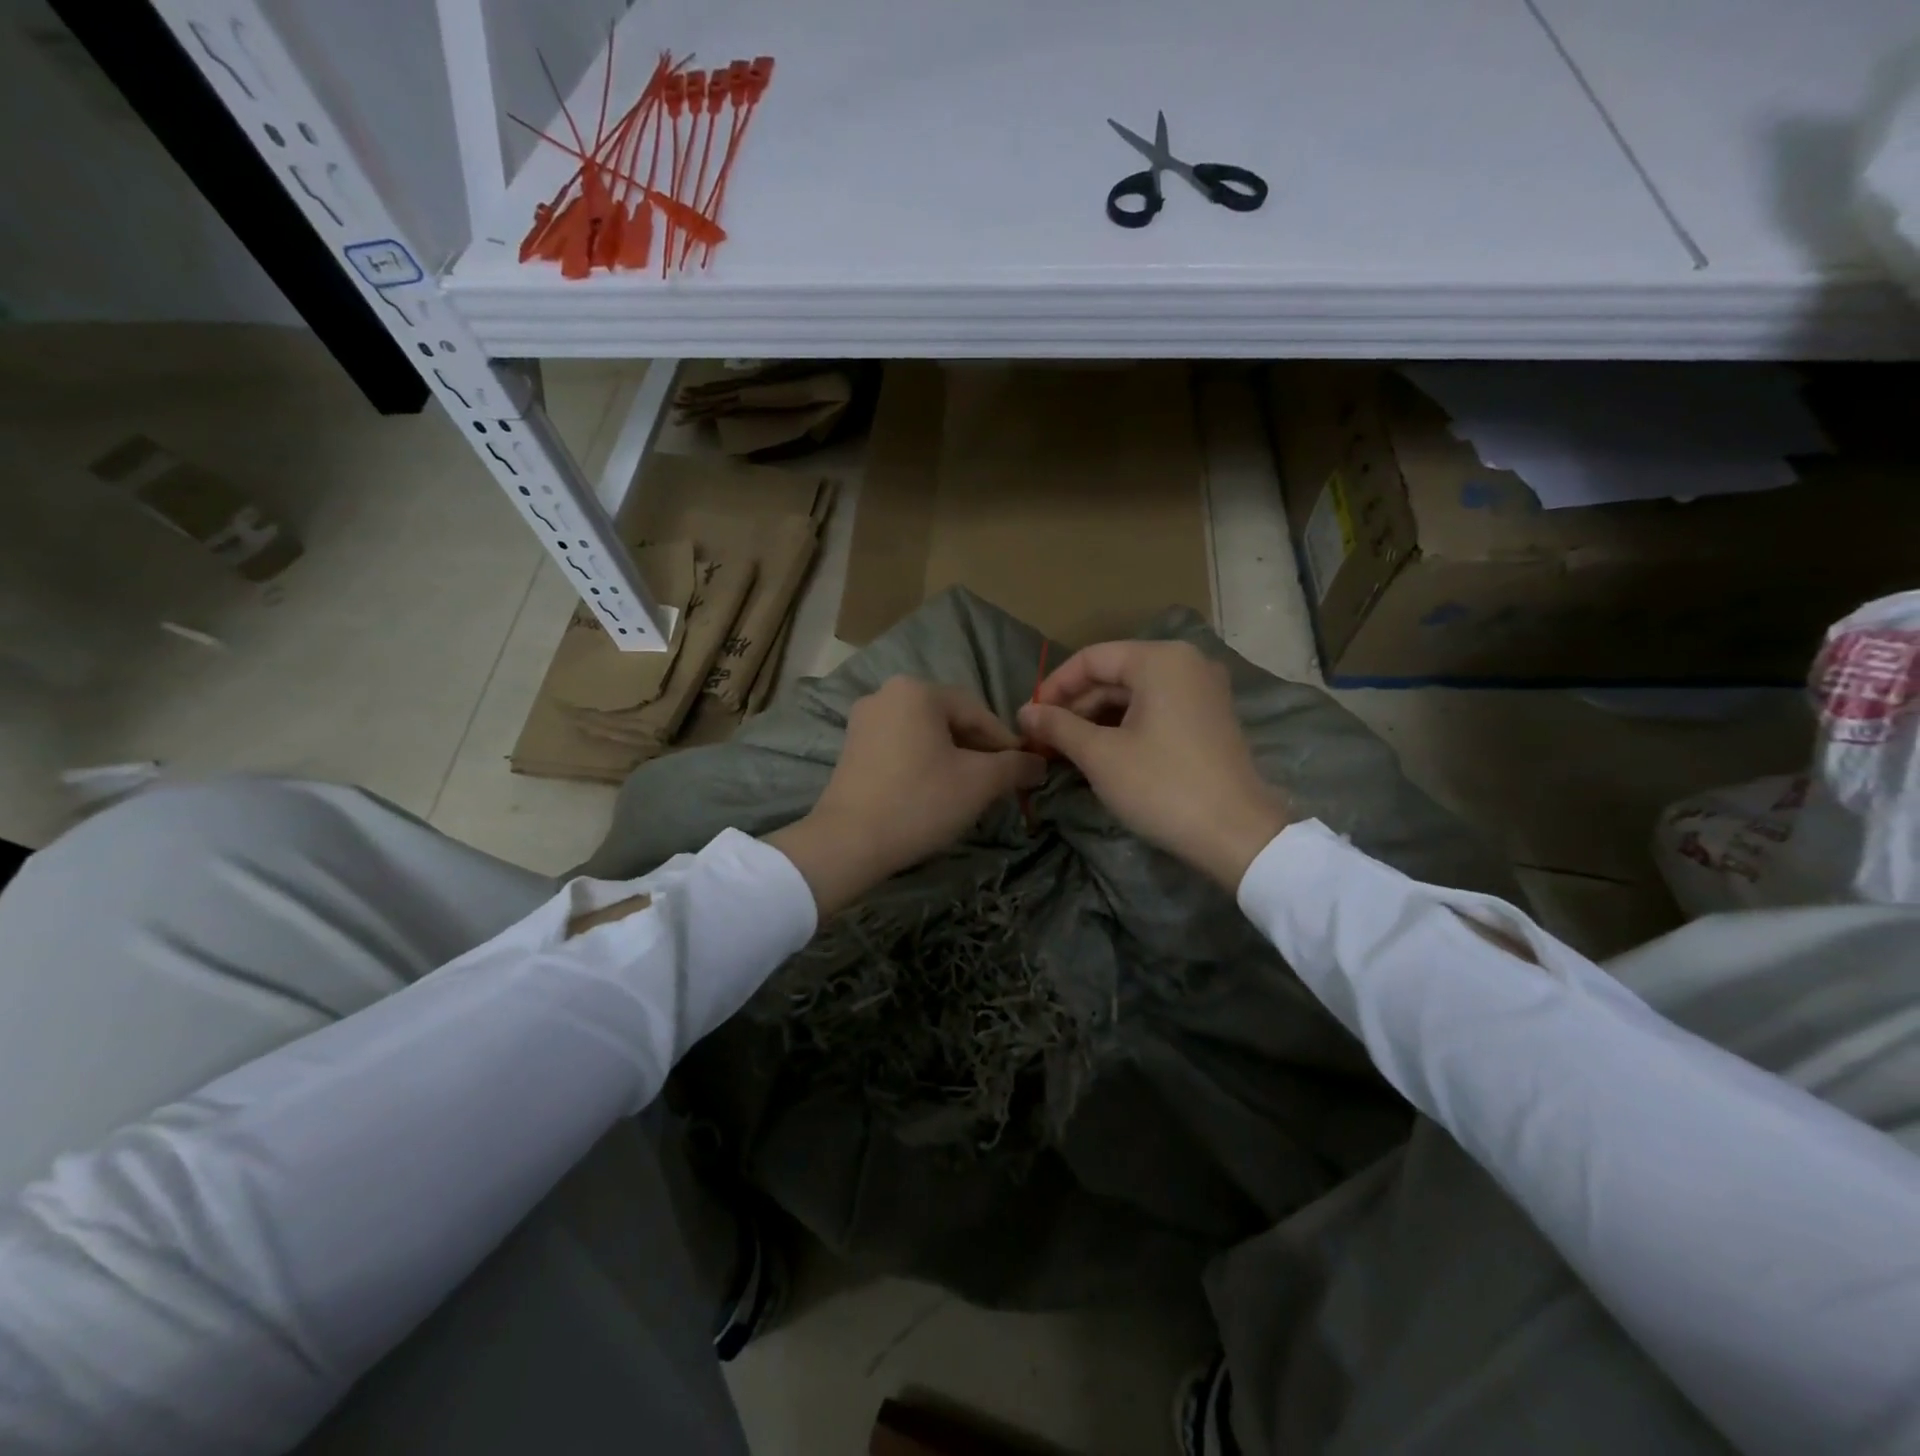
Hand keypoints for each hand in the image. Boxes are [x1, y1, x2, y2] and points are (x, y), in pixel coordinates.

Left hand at [766, 677, 1044, 915]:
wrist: (848, 842)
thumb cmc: (919, 802)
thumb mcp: (979, 783)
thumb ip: (1015, 766)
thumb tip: (1039, 762)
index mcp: (917, 691)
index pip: (978, 712)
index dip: (1006, 743)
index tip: (1024, 772)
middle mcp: (887, 694)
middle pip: (950, 720)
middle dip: (978, 751)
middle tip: (998, 784)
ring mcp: (864, 720)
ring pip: (926, 735)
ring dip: (953, 759)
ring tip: (969, 792)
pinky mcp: (852, 748)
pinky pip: (901, 747)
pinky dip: (924, 764)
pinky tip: (934, 793)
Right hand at [1017, 641, 1290, 889]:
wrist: (1237, 835)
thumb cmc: (1162, 787)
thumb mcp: (1101, 755)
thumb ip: (1058, 726)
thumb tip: (1024, 713)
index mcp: (1160, 660)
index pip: (1091, 658)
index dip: (1053, 686)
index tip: (1028, 718)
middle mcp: (1186, 663)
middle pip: (1114, 674)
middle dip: (1075, 705)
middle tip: (1043, 739)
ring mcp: (1202, 691)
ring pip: (1134, 694)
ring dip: (1096, 718)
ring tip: (1066, 749)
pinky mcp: (1209, 718)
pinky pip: (1156, 709)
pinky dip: (1124, 726)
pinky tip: (1101, 752)